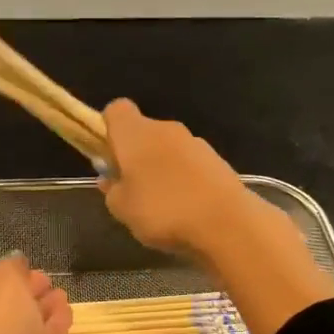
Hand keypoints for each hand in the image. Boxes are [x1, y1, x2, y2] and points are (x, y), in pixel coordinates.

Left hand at [0, 255, 71, 333]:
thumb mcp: (4, 286)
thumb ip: (11, 269)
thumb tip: (16, 263)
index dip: (8, 272)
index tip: (29, 264)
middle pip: (6, 302)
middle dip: (26, 290)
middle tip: (47, 279)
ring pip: (25, 322)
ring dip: (42, 307)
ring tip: (62, 293)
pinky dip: (53, 326)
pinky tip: (68, 313)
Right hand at [99, 98, 283, 257]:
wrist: (226, 223)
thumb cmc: (162, 211)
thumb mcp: (121, 209)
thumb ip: (111, 190)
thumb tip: (110, 179)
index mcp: (136, 133)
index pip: (116, 110)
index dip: (107, 128)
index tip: (107, 156)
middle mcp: (165, 129)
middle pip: (143, 131)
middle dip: (134, 155)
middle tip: (130, 188)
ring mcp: (195, 143)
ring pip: (167, 149)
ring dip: (160, 168)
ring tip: (160, 205)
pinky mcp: (217, 161)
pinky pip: (189, 165)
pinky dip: (183, 179)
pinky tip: (185, 209)